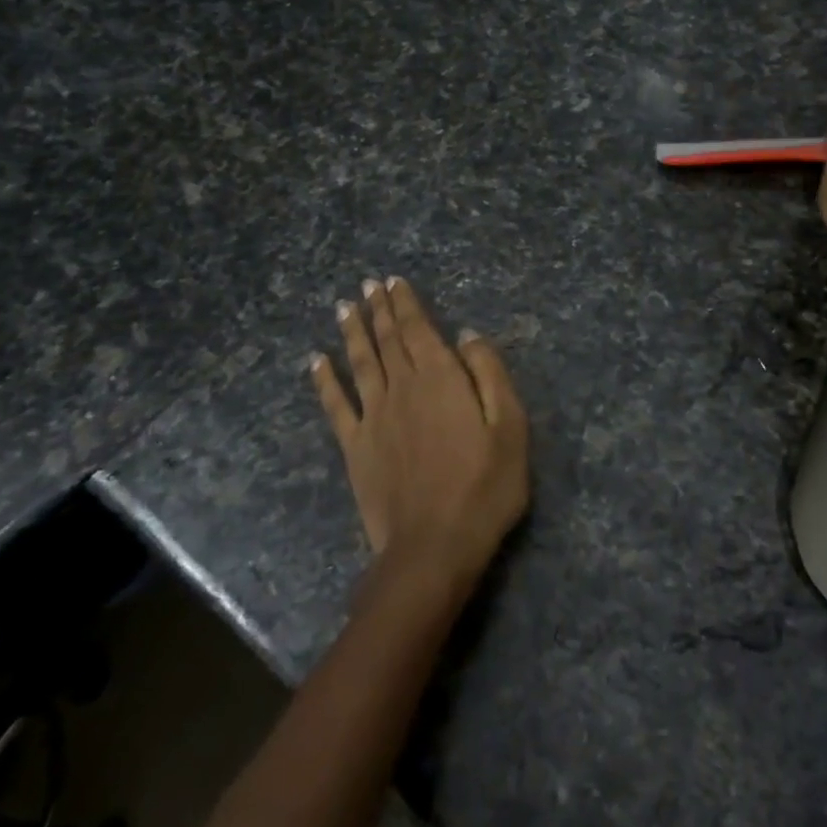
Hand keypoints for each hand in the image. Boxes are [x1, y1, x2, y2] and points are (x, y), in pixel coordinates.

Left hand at [311, 277, 528, 588]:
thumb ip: (488, 374)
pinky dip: (324, 381)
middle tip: (368, 285)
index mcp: (440, 379)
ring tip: (345, 307)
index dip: (405, 303)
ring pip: (360, 363)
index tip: (393, 281)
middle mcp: (402, 388)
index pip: (418, 329)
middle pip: (387, 340)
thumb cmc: (484, 485)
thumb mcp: (510, 426)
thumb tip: (466, 334)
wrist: (434, 546)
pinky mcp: (355, 448)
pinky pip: (335, 406)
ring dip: (352, 332)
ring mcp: (374, 417)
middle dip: (378, 309)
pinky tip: (316, 361)